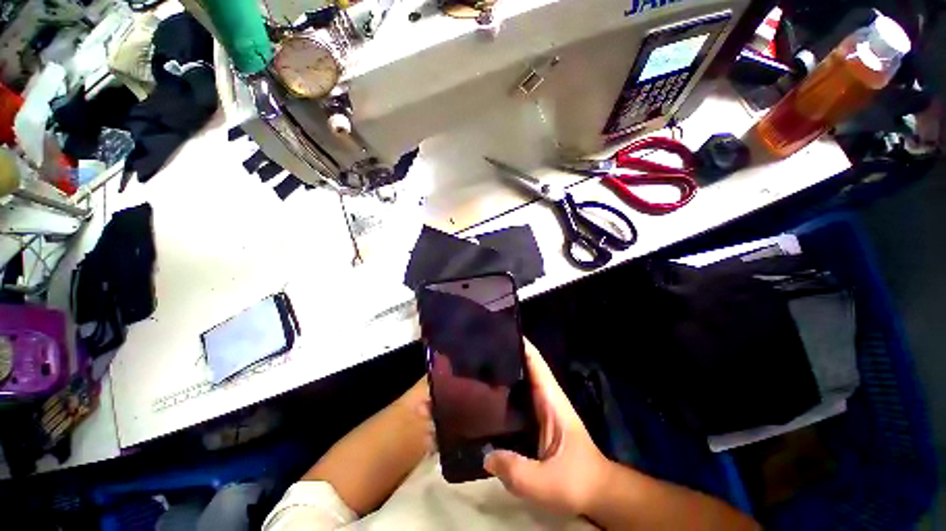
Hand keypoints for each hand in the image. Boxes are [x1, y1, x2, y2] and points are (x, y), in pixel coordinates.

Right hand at [484, 339, 613, 515]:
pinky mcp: (535, 420)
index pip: (534, 361)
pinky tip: (484, 398)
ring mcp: (539, 407)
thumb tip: (484, 456)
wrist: (597, 492)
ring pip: (519, 381)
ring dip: (501, 373)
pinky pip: (516, 399)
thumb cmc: (578, 481)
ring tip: (475, 368)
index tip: (497, 331)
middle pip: (523, 366)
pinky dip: (502, 393)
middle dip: (503, 356)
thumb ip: (516, 471)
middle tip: (476, 350)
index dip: (519, 343)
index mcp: (550, 398)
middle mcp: (544, 396)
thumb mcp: (547, 482)